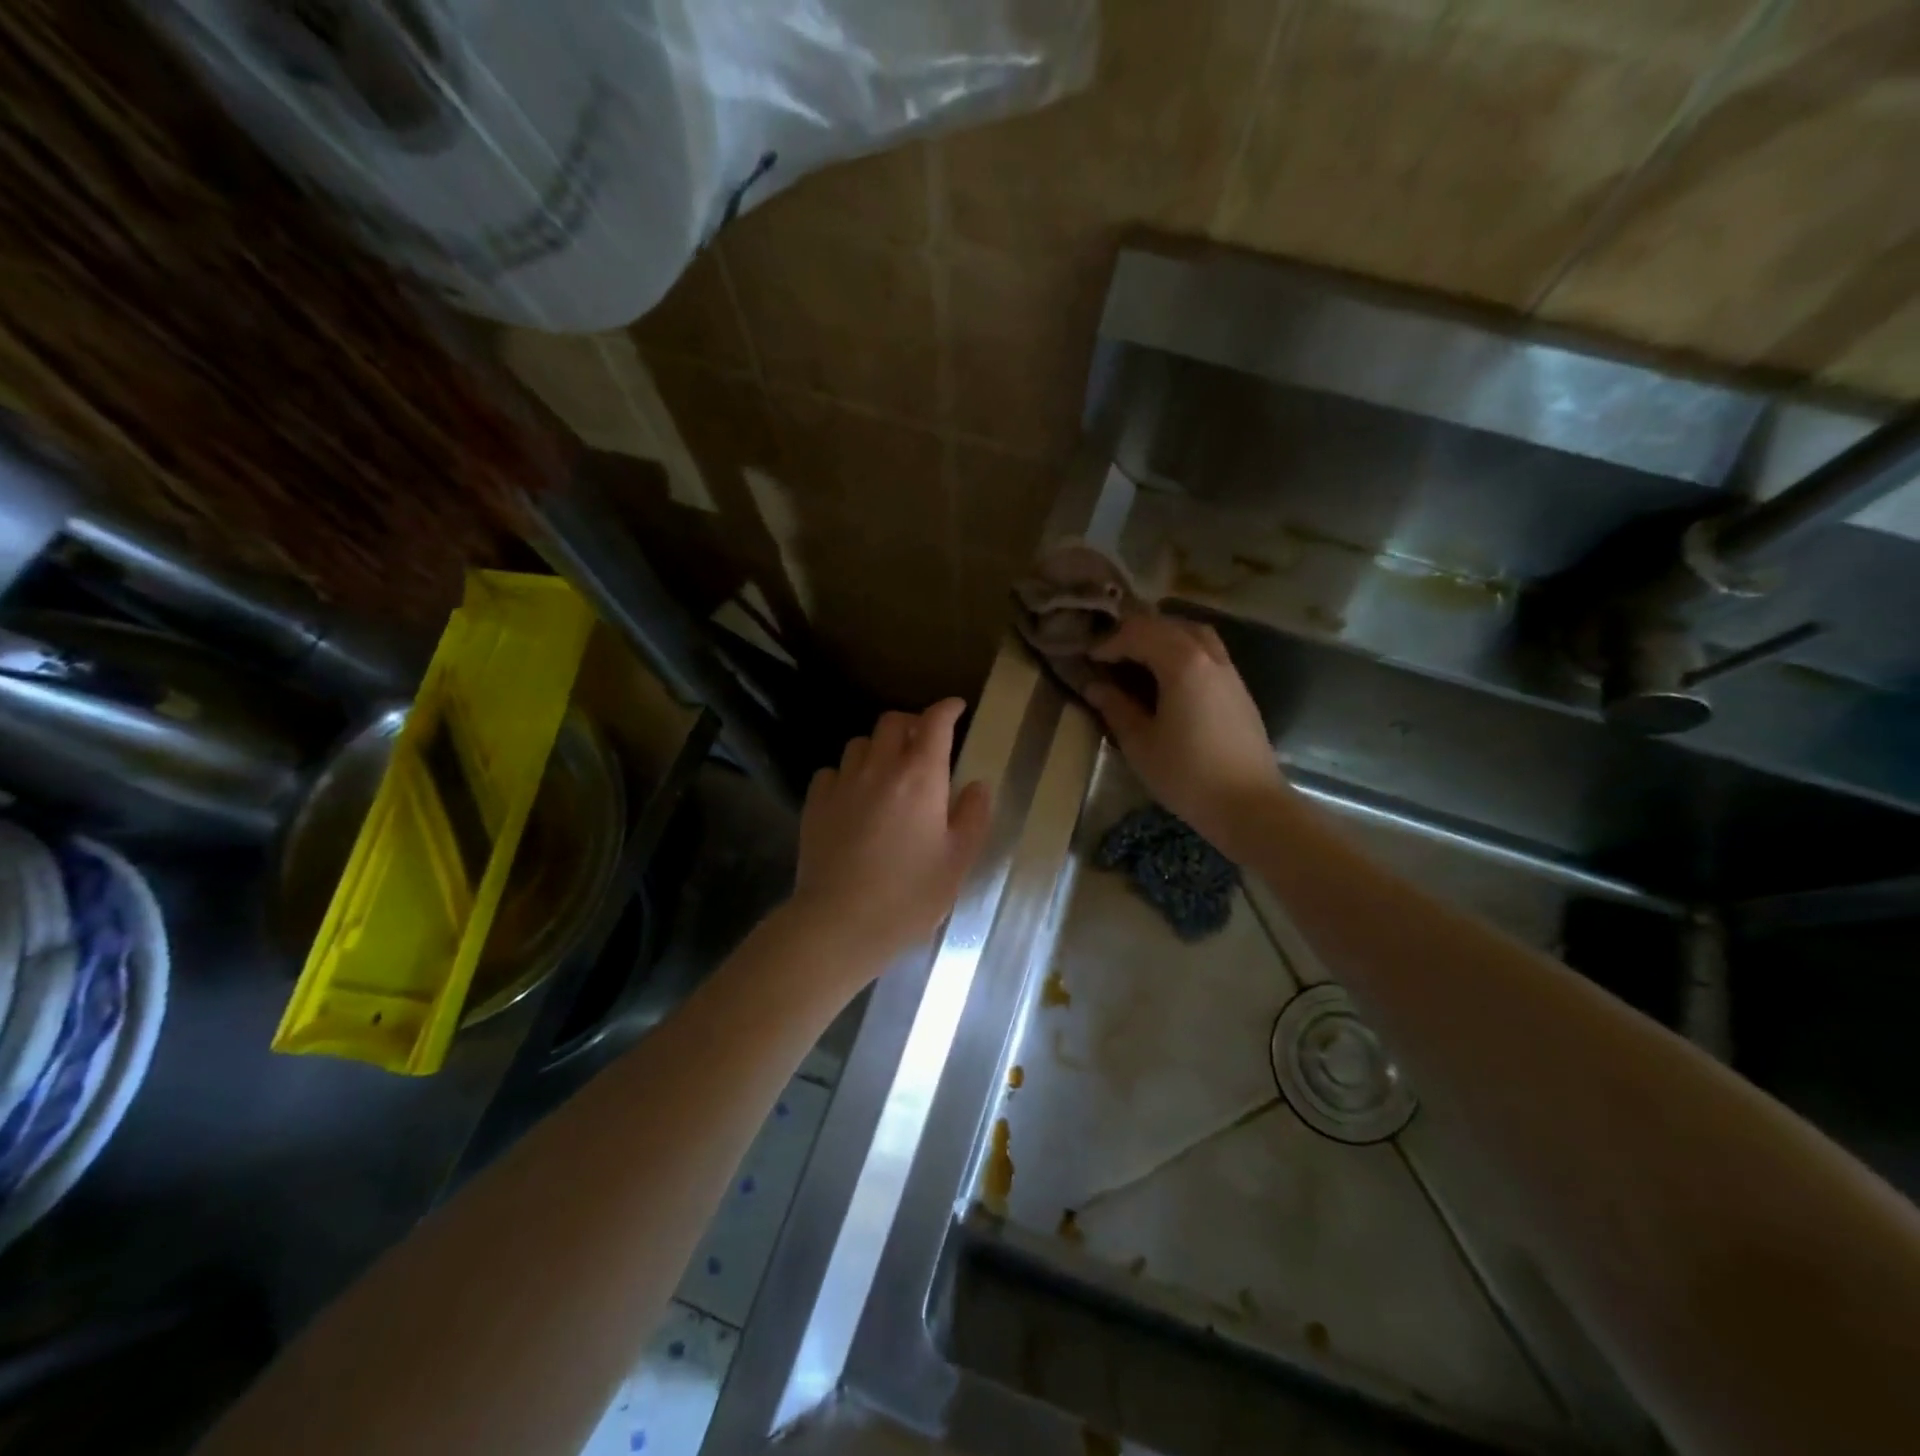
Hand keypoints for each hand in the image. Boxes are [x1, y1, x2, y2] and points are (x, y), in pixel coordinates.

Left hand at [789, 698, 992, 974]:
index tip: (956, 708)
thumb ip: (972, 817)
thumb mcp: (958, 860)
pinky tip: (853, 796)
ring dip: (879, 747)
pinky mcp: (815, 803)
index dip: (947, 709)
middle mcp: (880, 767)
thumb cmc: (910, 895)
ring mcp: (843, 783)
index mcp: (921, 776)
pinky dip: (848, 774)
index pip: (934, 722)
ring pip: (860, 743)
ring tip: (888, 770)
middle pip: (893, 722)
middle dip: (912, 723)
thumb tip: (976, 786)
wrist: (840, 923)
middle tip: (924, 743)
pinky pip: (833, 771)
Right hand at [1084, 615, 1285, 860]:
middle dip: (1134, 632)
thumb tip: (1094, 686)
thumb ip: (1116, 708)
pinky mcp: (1238, 689)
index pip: (1139, 634)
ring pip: (1193, 633)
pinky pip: (1208, 651)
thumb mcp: (1140, 744)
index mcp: (1182, 664)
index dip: (1109, 643)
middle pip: (1167, 625)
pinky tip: (1168, 675)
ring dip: (1162, 635)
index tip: (1088, 660)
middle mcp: (1209, 656)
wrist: (1249, 805)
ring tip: (1138, 656)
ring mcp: (1229, 671)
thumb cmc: (1187, 775)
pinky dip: (1182, 649)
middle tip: (1108, 654)